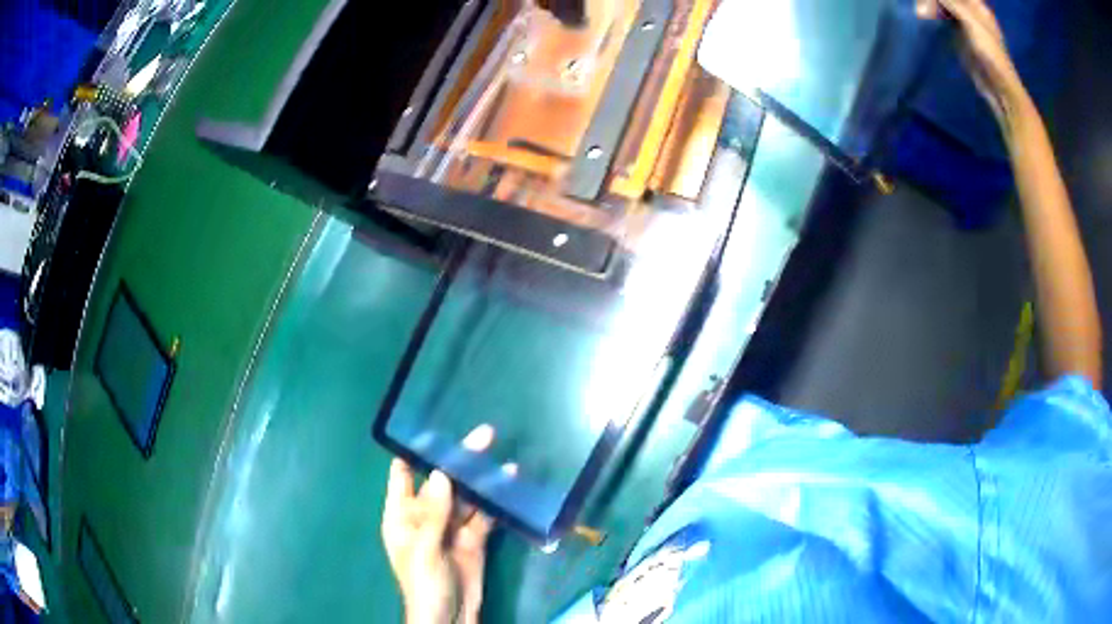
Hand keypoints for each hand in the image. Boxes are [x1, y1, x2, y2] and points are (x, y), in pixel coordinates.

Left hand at [382, 426, 494, 623]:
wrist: (451, 618)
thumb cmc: (425, 584)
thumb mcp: (424, 550)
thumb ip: (433, 514)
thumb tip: (442, 475)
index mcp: (402, 516)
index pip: (403, 475)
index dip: (415, 452)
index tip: (433, 429)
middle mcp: (426, 516)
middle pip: (442, 482)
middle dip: (460, 461)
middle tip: (483, 435)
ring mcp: (451, 528)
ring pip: (466, 497)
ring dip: (482, 480)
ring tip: (501, 456)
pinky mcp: (474, 540)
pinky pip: (484, 516)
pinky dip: (496, 502)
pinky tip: (509, 485)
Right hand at [916, 0, 1025, 120]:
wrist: (1000, 90)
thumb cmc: (992, 55)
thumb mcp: (972, 23)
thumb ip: (952, 3)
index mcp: (978, 6)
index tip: (929, 2)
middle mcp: (971, 11)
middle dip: (934, 1)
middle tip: (923, 8)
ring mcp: (965, 23)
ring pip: (943, 5)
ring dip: (931, 6)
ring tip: (923, 14)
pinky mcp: (959, 36)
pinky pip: (943, 18)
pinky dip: (934, 15)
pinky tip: (927, 18)